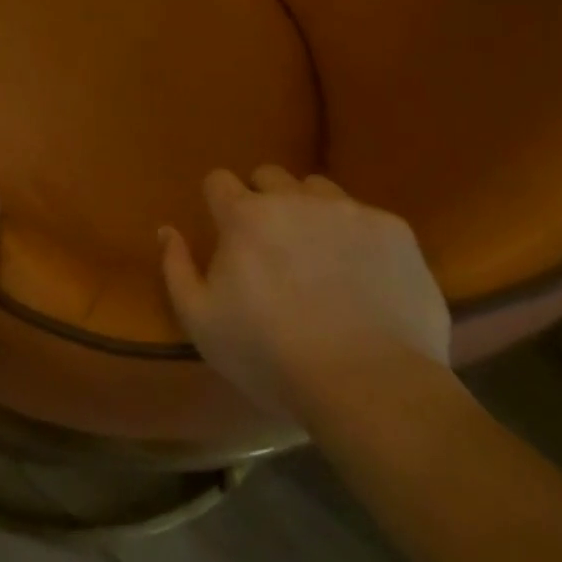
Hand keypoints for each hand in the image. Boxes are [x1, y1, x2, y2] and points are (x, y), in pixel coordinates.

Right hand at [159, 167, 449, 416]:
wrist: (371, 386)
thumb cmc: (273, 356)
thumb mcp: (202, 323)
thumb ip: (176, 268)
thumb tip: (167, 229)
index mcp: (245, 215)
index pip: (219, 180)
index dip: (219, 202)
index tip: (226, 231)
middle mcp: (293, 198)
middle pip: (269, 176)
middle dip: (263, 199)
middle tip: (271, 244)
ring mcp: (348, 210)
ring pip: (317, 189)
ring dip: (309, 210)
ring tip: (319, 253)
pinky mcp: (393, 230)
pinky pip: (366, 217)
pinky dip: (357, 238)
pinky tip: (363, 276)